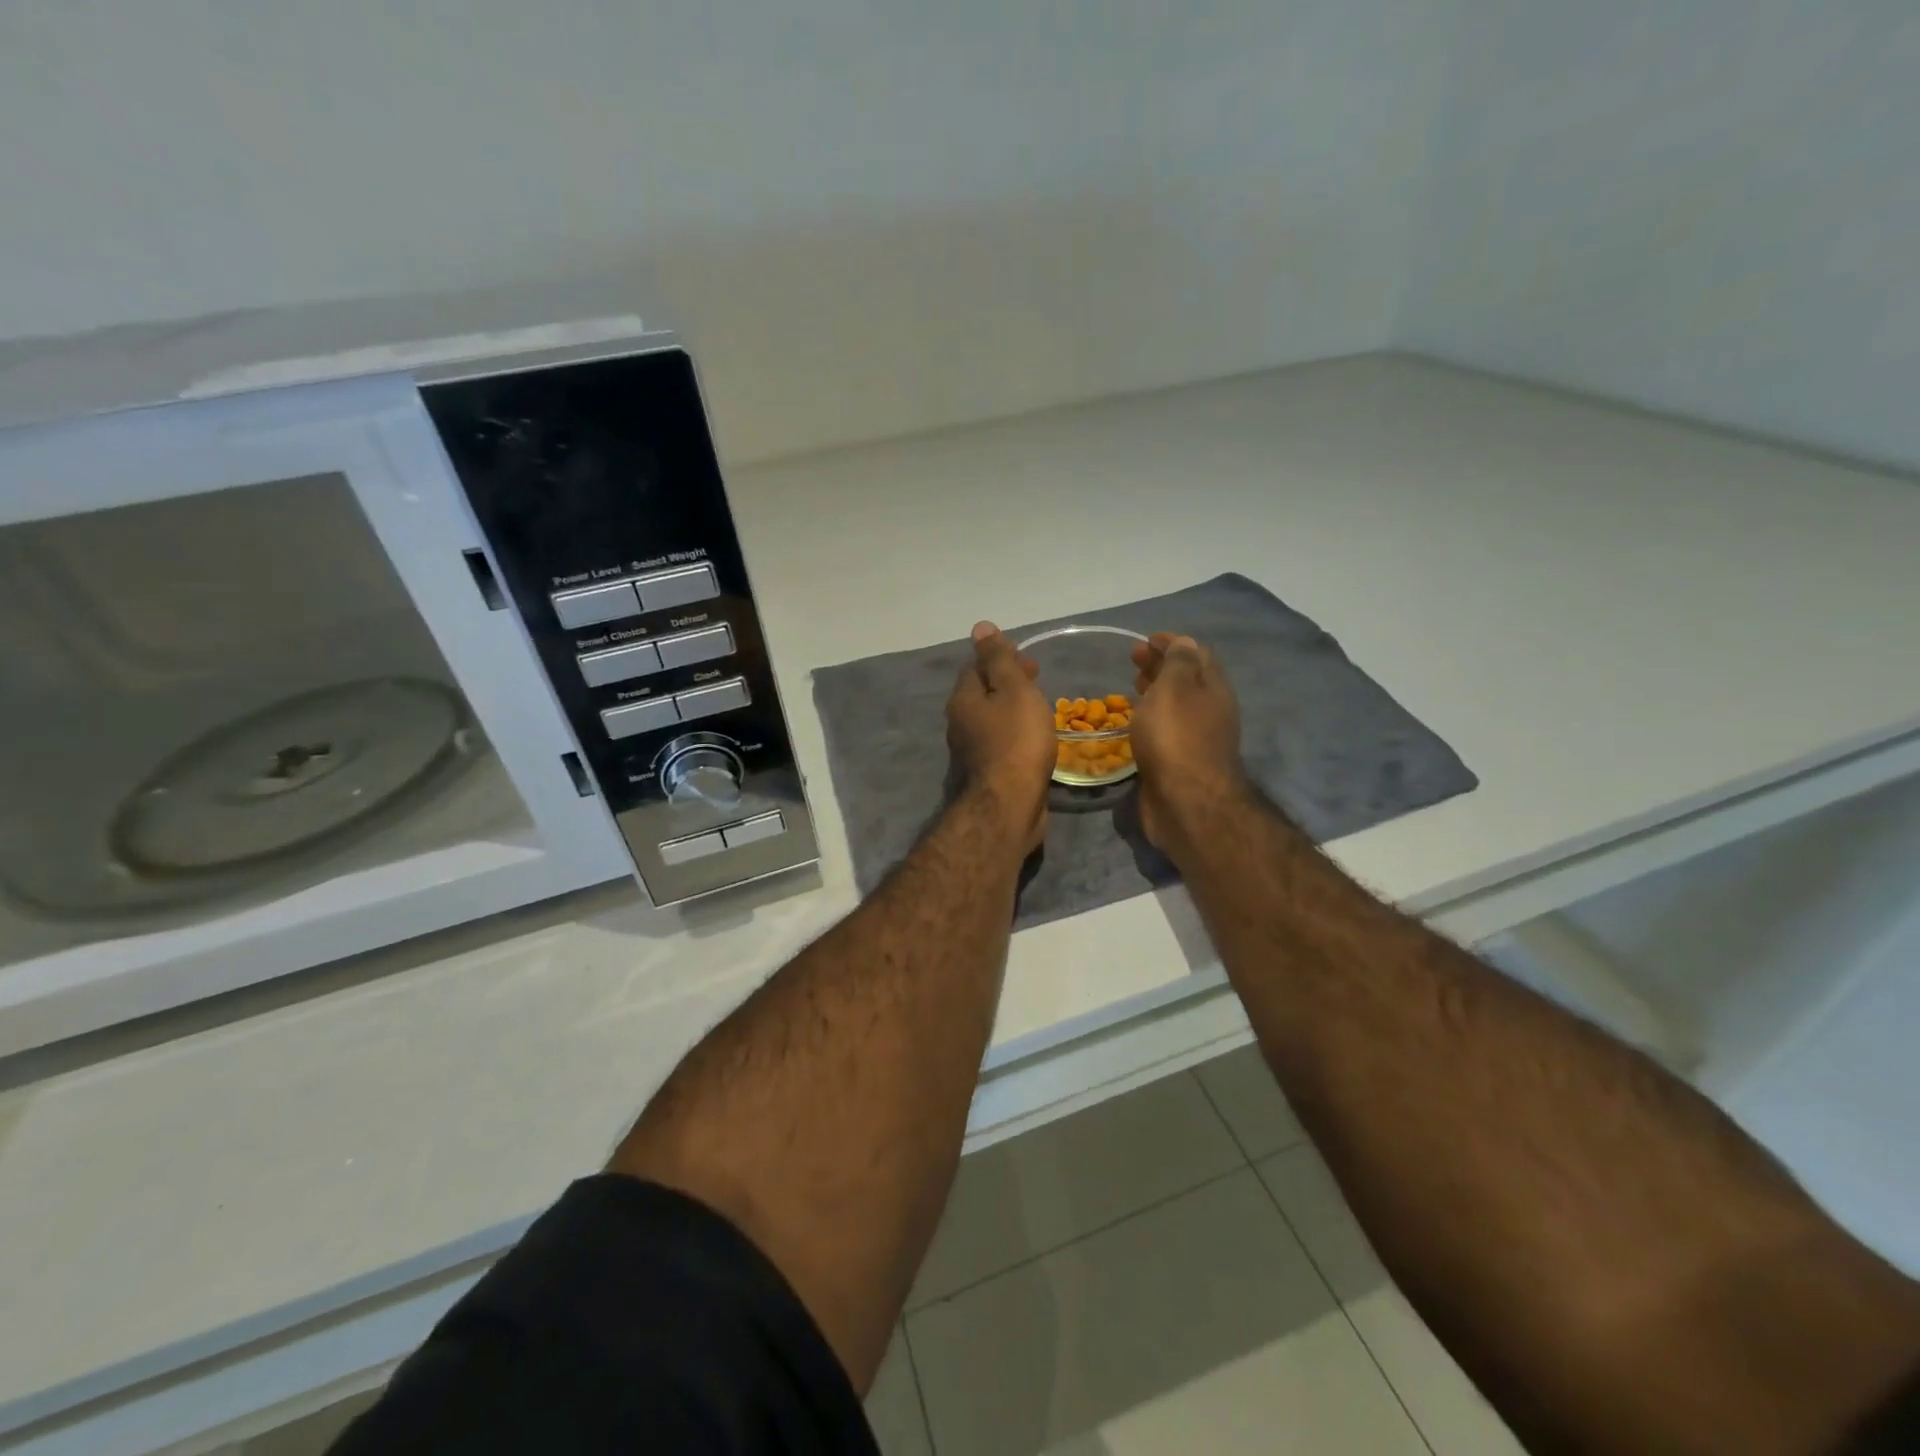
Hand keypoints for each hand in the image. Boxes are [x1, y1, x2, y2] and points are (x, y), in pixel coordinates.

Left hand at [946, 622, 1054, 854]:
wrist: (1010, 804)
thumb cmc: (1016, 740)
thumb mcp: (1013, 690)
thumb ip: (999, 659)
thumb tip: (980, 627)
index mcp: (962, 699)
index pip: (975, 666)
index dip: (1001, 658)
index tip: (1029, 661)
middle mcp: (960, 723)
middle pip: (983, 693)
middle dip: (1008, 683)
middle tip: (1039, 682)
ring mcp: (972, 750)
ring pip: (992, 719)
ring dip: (1013, 709)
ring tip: (1041, 708)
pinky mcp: (987, 772)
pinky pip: (1001, 743)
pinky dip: (1016, 734)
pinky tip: (1035, 739)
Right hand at [1129, 632, 1250, 858]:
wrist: (1185, 803)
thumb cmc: (1176, 738)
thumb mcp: (1175, 689)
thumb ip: (1178, 663)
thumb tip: (1184, 642)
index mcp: (1213, 688)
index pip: (1197, 654)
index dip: (1173, 643)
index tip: (1146, 639)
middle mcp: (1209, 711)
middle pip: (1187, 679)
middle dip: (1161, 665)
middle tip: (1133, 660)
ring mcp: (1196, 738)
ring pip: (1175, 705)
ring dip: (1155, 691)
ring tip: (1131, 686)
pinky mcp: (1180, 762)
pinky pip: (1165, 729)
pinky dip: (1150, 717)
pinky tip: (1133, 721)